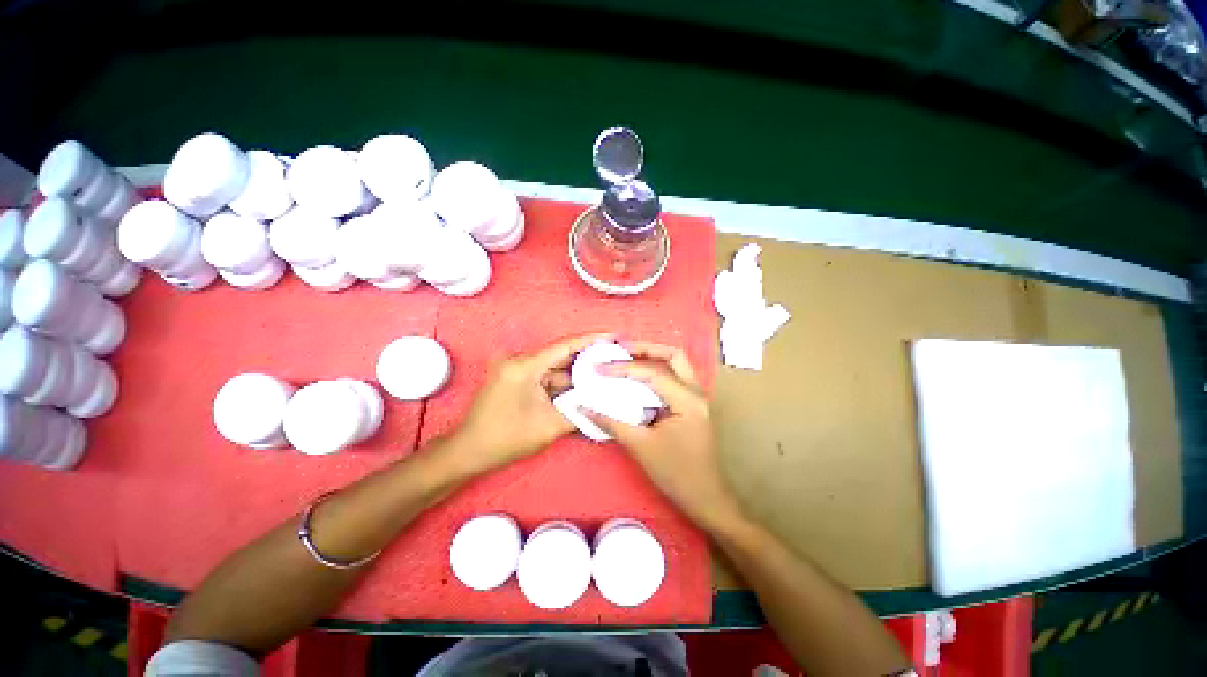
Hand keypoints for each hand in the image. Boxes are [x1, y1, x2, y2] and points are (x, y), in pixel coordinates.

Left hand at [452, 334, 608, 473]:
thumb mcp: (549, 426)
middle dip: (587, 359)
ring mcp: (517, 371)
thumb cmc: (505, 438)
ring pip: (554, 368)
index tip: (612, 336)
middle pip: (561, 355)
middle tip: (613, 358)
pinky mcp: (516, 381)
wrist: (468, 452)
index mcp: (525, 365)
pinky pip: (545, 377)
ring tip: (603, 375)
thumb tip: (602, 404)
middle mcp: (520, 361)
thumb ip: (579, 412)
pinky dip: (562, 383)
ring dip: (576, 374)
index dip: (591, 339)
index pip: (565, 346)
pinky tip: (582, 388)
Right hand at [584, 342, 745, 532]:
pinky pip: (674, 377)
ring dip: (652, 357)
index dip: (623, 368)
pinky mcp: (692, 405)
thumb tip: (584, 406)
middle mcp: (696, 392)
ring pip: (676, 364)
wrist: (705, 498)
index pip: (652, 373)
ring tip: (627, 358)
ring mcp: (696, 397)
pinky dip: (655, 371)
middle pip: (673, 355)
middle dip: (645, 349)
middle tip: (619, 350)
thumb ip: (611, 422)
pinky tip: (637, 379)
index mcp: (687, 400)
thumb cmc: (676, 474)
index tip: (599, 368)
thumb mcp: (640, 446)